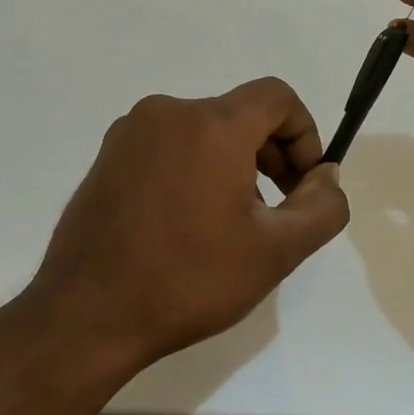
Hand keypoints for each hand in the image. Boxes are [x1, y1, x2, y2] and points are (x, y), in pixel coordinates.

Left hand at [22, 77, 349, 369]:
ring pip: (205, 130)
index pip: (278, 97)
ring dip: (234, 164)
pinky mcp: (107, 157)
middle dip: (272, 153)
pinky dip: (196, 168)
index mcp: (211, 124)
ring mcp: (130, 133)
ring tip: (232, 223)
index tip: (304, 185)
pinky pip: (170, 146)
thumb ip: (322, 206)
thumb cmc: (189, 280)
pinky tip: (190, 223)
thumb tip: (326, 176)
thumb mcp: (277, 251)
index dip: (305, 134)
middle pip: (242, 113)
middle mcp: (167, 113)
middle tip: (278, 209)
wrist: (87, 317)